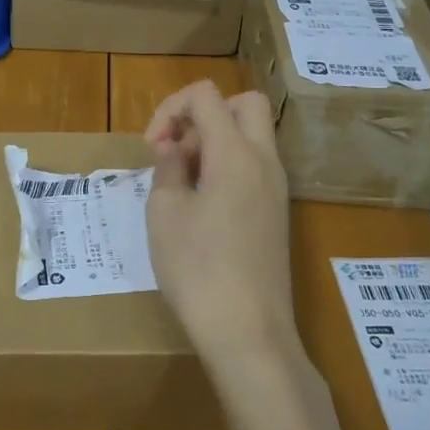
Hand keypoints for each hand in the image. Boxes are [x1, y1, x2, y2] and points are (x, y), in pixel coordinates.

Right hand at [144, 81, 297, 376]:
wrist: (249, 334)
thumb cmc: (198, 269)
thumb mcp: (165, 212)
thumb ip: (168, 166)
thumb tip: (175, 148)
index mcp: (235, 152)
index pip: (206, 95)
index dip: (171, 107)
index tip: (152, 146)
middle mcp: (264, 161)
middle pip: (244, 104)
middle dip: (203, 113)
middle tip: (176, 149)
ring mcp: (276, 188)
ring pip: (251, 135)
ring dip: (215, 140)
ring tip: (182, 178)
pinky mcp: (276, 213)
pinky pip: (255, 166)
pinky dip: (228, 164)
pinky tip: (201, 201)